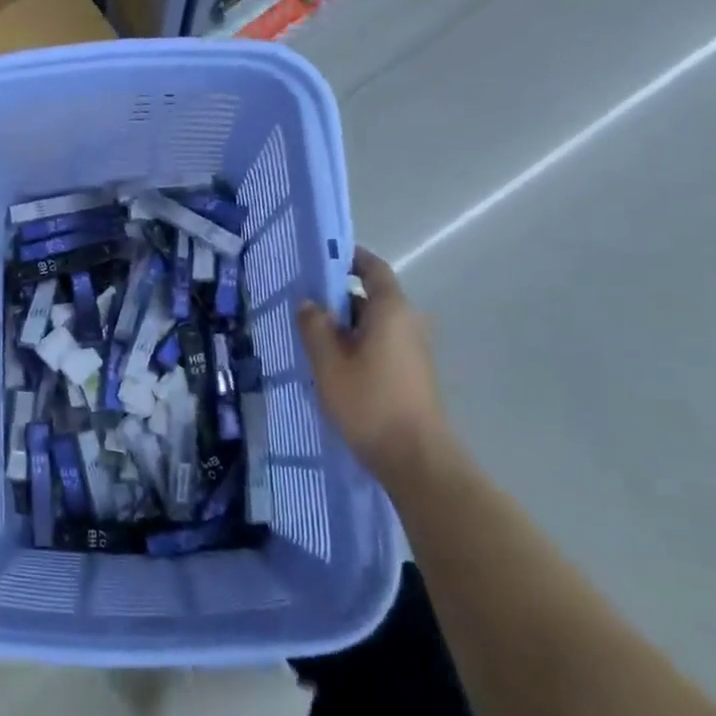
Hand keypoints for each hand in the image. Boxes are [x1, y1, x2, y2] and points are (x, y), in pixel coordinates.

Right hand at [299, 249, 452, 485]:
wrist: (415, 458)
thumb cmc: (369, 402)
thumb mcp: (329, 363)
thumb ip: (315, 327)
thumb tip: (308, 303)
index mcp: (391, 310)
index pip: (373, 268)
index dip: (349, 258)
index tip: (320, 258)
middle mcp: (408, 322)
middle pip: (370, 296)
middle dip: (336, 296)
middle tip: (301, 302)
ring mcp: (413, 349)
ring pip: (373, 323)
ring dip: (343, 324)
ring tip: (308, 334)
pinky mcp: (411, 372)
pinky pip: (379, 343)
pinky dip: (355, 343)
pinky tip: (330, 362)